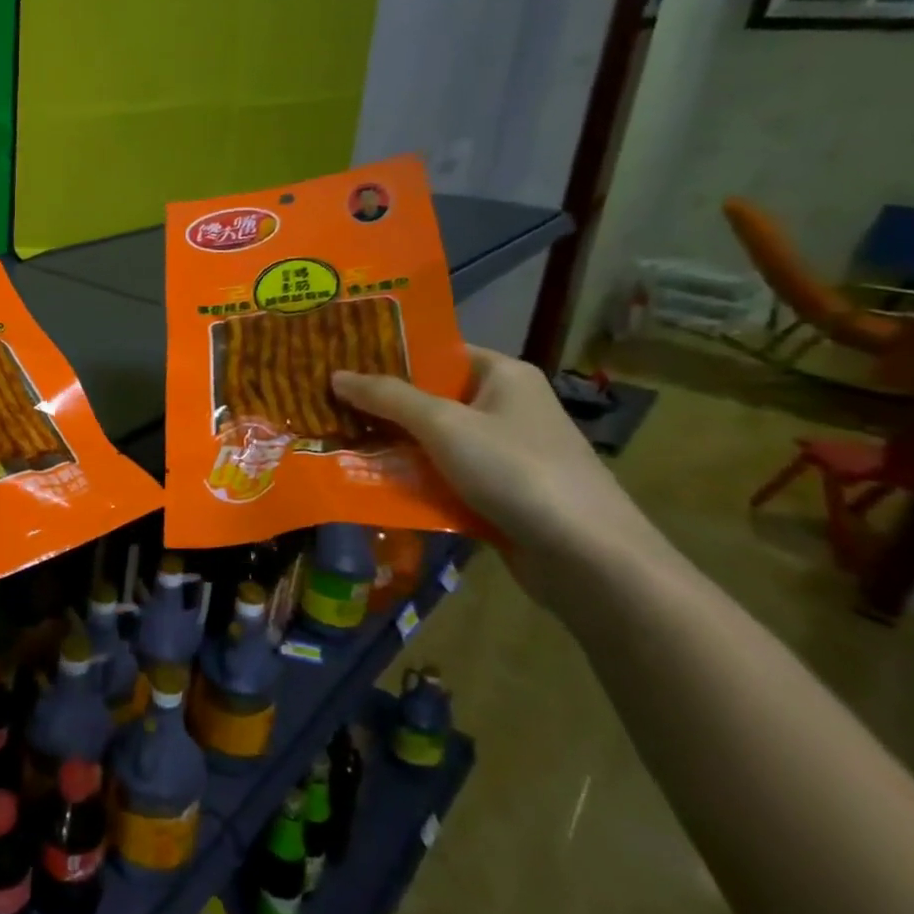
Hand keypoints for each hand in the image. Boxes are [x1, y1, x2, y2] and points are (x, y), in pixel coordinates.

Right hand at [332, 348, 659, 610]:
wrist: (589, 560)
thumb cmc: (517, 471)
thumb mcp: (443, 425)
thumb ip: (387, 398)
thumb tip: (336, 376)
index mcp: (502, 375)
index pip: (435, 352)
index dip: (387, 356)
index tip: (337, 361)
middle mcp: (504, 406)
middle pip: (428, 397)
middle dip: (379, 405)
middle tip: (323, 403)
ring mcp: (503, 452)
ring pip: (431, 440)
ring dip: (390, 445)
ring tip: (334, 442)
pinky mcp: (499, 493)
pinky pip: (442, 475)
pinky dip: (411, 479)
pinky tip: (369, 482)